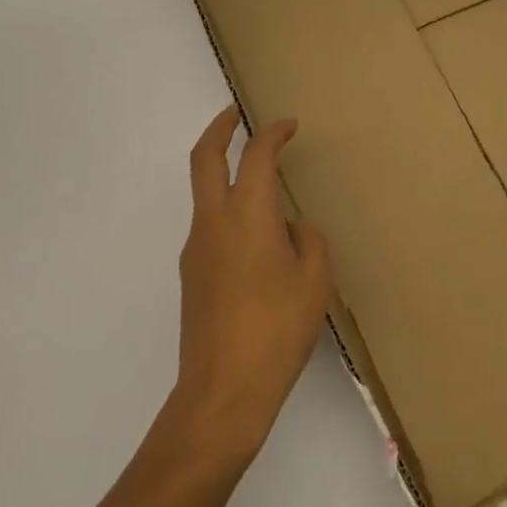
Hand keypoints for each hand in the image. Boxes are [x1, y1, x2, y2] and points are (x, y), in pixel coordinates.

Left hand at [172, 107, 333, 464]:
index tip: (289, 125)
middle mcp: (214, 222)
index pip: (257, 155)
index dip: (273, 133)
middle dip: (220, 129)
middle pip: (204, 158)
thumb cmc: (277, 329)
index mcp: (248, 214)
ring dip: (224, 175)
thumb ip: (308, 241)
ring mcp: (196, 249)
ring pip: (205, 194)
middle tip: (235, 114)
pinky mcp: (191, 277)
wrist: (222, 392)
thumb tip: (291, 228)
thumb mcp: (315, 280)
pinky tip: (258, 242)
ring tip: (263, 188)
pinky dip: (230, 213)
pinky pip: (211, 228)